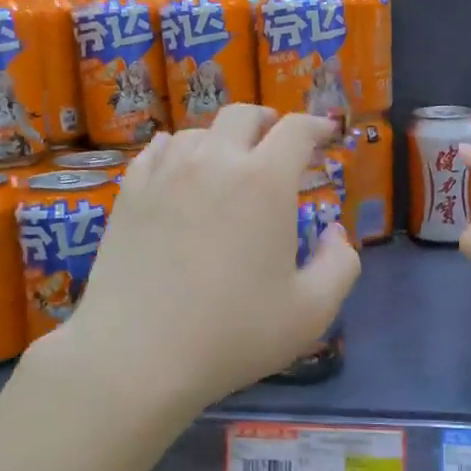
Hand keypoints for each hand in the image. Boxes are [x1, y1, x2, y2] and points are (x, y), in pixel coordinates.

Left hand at [60, 105, 359, 411]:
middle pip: (243, 116)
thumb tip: (336, 233)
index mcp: (264, 182)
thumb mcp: (311, 311)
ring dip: (222, 138)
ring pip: (197, 131)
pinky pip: (156, 151)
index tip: (325, 133)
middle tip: (277, 139)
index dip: (316, 126)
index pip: (296, 131)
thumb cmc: (232, 334)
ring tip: (228, 160)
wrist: (137, 354)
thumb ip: (340, 265)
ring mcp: (165, 174)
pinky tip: (177, 167)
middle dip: (268, 121)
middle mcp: (214, 162)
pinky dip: (177, 150)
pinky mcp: (129, 193)